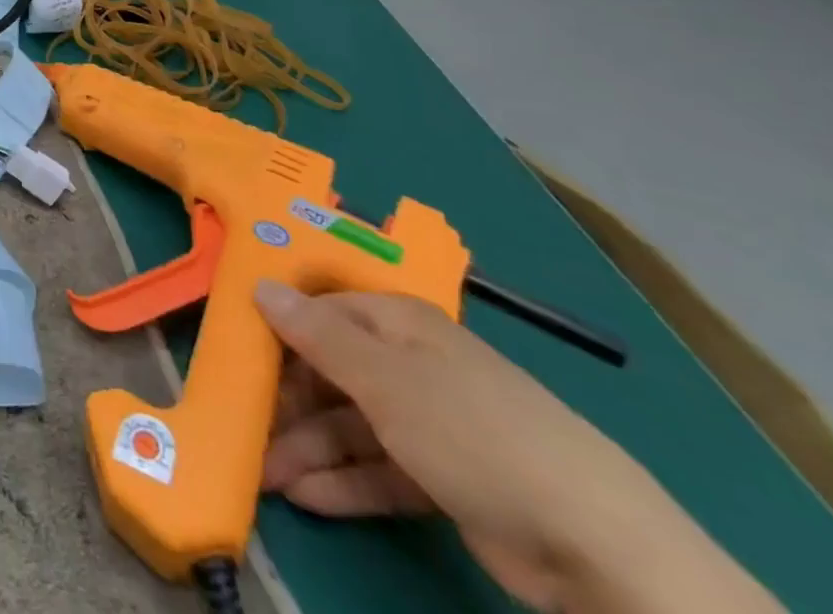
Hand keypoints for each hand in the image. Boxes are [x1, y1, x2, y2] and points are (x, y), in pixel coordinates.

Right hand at [254, 282, 779, 613]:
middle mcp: (410, 364)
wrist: (596, 548)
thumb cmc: (471, 432)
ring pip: (350, 425)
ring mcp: (430, 424)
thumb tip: (260, 284)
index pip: (322, 312)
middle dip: (288, 401)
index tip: (235, 352)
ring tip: (266, 476)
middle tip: (245, 426)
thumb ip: (316, 334)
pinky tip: (306, 498)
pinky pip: (379, 470)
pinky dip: (343, 483)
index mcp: (397, 323)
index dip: (278, 328)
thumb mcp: (383, 378)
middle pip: (332, 372)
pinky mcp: (446, 480)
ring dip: (307, 449)